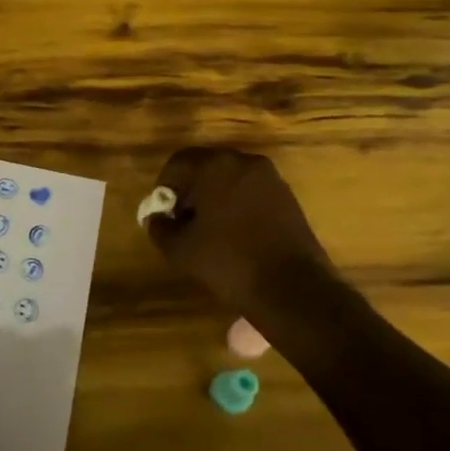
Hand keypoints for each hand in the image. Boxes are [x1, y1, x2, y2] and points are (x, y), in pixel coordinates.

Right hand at [144, 146, 334, 316]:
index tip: (162, 213)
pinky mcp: (288, 198)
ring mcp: (271, 179)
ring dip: (215, 198)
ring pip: (231, 179)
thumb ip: (160, 227)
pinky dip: (237, 205)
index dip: (164, 186)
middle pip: (206, 167)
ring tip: (209, 230)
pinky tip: (234, 234)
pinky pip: (252, 192)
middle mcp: (245, 162)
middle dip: (190, 190)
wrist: (292, 288)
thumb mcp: (180, 249)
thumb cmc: (229, 262)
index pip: (178, 162)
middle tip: (182, 220)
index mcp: (216, 166)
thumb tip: (157, 218)